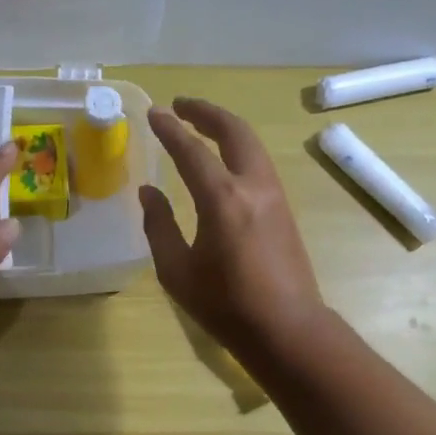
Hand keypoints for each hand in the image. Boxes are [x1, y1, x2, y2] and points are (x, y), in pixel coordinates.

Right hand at [140, 97, 324, 354]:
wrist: (287, 329)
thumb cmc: (225, 305)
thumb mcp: (177, 271)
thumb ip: (159, 226)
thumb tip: (149, 193)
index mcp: (222, 199)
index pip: (191, 150)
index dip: (170, 129)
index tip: (153, 113)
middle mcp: (253, 186)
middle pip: (233, 131)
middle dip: (206, 112)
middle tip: (181, 105)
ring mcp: (275, 195)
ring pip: (251, 145)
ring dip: (226, 128)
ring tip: (201, 126)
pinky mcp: (284, 209)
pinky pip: (259, 163)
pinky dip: (238, 149)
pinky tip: (223, 161)